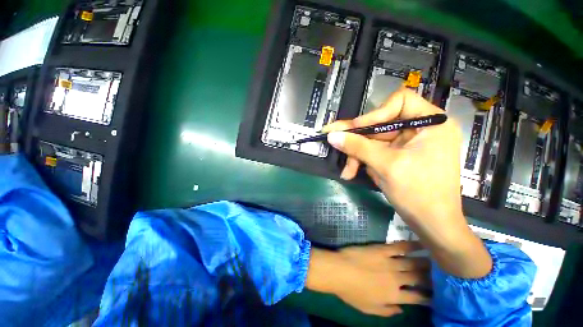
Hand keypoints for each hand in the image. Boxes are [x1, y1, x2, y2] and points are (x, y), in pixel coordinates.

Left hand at [306, 242, 430, 316]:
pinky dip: (411, 245)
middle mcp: (396, 279)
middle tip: (442, 273)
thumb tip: (402, 310)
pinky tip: (421, 243)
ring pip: (413, 262)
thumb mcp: (369, 309)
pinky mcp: (381, 250)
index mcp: (394, 295)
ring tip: (438, 259)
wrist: (339, 271)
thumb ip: (387, 311)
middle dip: (432, 277)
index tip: (438, 295)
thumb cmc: (352, 293)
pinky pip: (399, 247)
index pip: (417, 297)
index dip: (429, 297)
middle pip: (419, 278)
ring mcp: (389, 262)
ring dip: (426, 261)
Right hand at [323, 89, 491, 277]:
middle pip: (380, 125)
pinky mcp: (399, 156)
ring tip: (348, 171)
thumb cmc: (418, 193)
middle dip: (358, 140)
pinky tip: (354, 173)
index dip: (375, 113)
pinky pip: (376, 152)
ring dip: (358, 156)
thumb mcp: (385, 165)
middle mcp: (420, 129)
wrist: (432, 225)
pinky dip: (363, 162)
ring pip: (374, 141)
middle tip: (334, 142)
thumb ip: (357, 146)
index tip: (356, 129)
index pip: (399, 101)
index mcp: (430, 122)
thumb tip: (332, 135)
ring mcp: (408, 144)